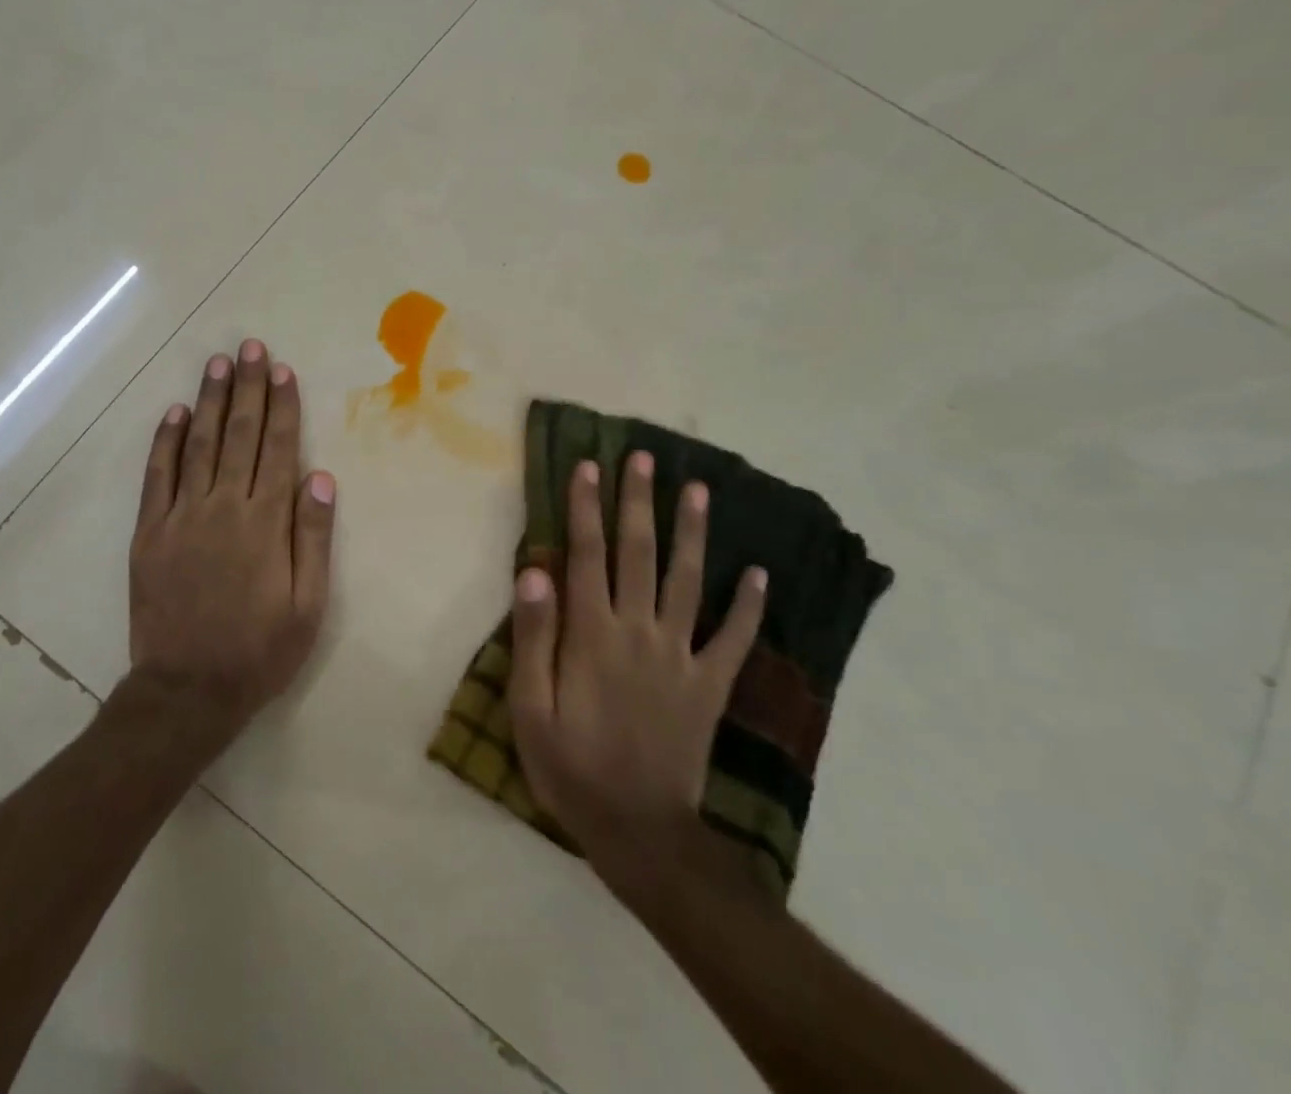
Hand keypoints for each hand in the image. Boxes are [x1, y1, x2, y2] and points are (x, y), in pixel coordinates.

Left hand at [125, 339, 336, 743]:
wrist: (187, 690)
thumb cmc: (259, 650)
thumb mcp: (308, 604)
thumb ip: (312, 537)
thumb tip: (320, 477)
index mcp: (265, 522)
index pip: (278, 449)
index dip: (282, 406)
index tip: (282, 371)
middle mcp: (223, 507)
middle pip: (240, 434)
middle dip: (247, 387)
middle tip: (250, 347)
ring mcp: (181, 516)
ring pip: (199, 444)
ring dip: (210, 401)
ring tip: (217, 363)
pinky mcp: (149, 532)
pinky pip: (157, 476)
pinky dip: (165, 441)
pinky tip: (174, 412)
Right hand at [508, 452, 765, 884]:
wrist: (639, 832)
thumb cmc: (571, 767)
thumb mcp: (530, 708)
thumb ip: (533, 637)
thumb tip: (534, 571)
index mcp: (592, 634)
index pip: (587, 555)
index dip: (587, 507)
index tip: (590, 466)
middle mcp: (639, 631)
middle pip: (639, 553)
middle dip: (639, 502)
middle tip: (646, 458)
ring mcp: (681, 656)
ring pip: (688, 581)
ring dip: (693, 532)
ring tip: (699, 489)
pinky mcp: (710, 685)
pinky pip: (734, 639)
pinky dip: (749, 605)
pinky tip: (760, 573)